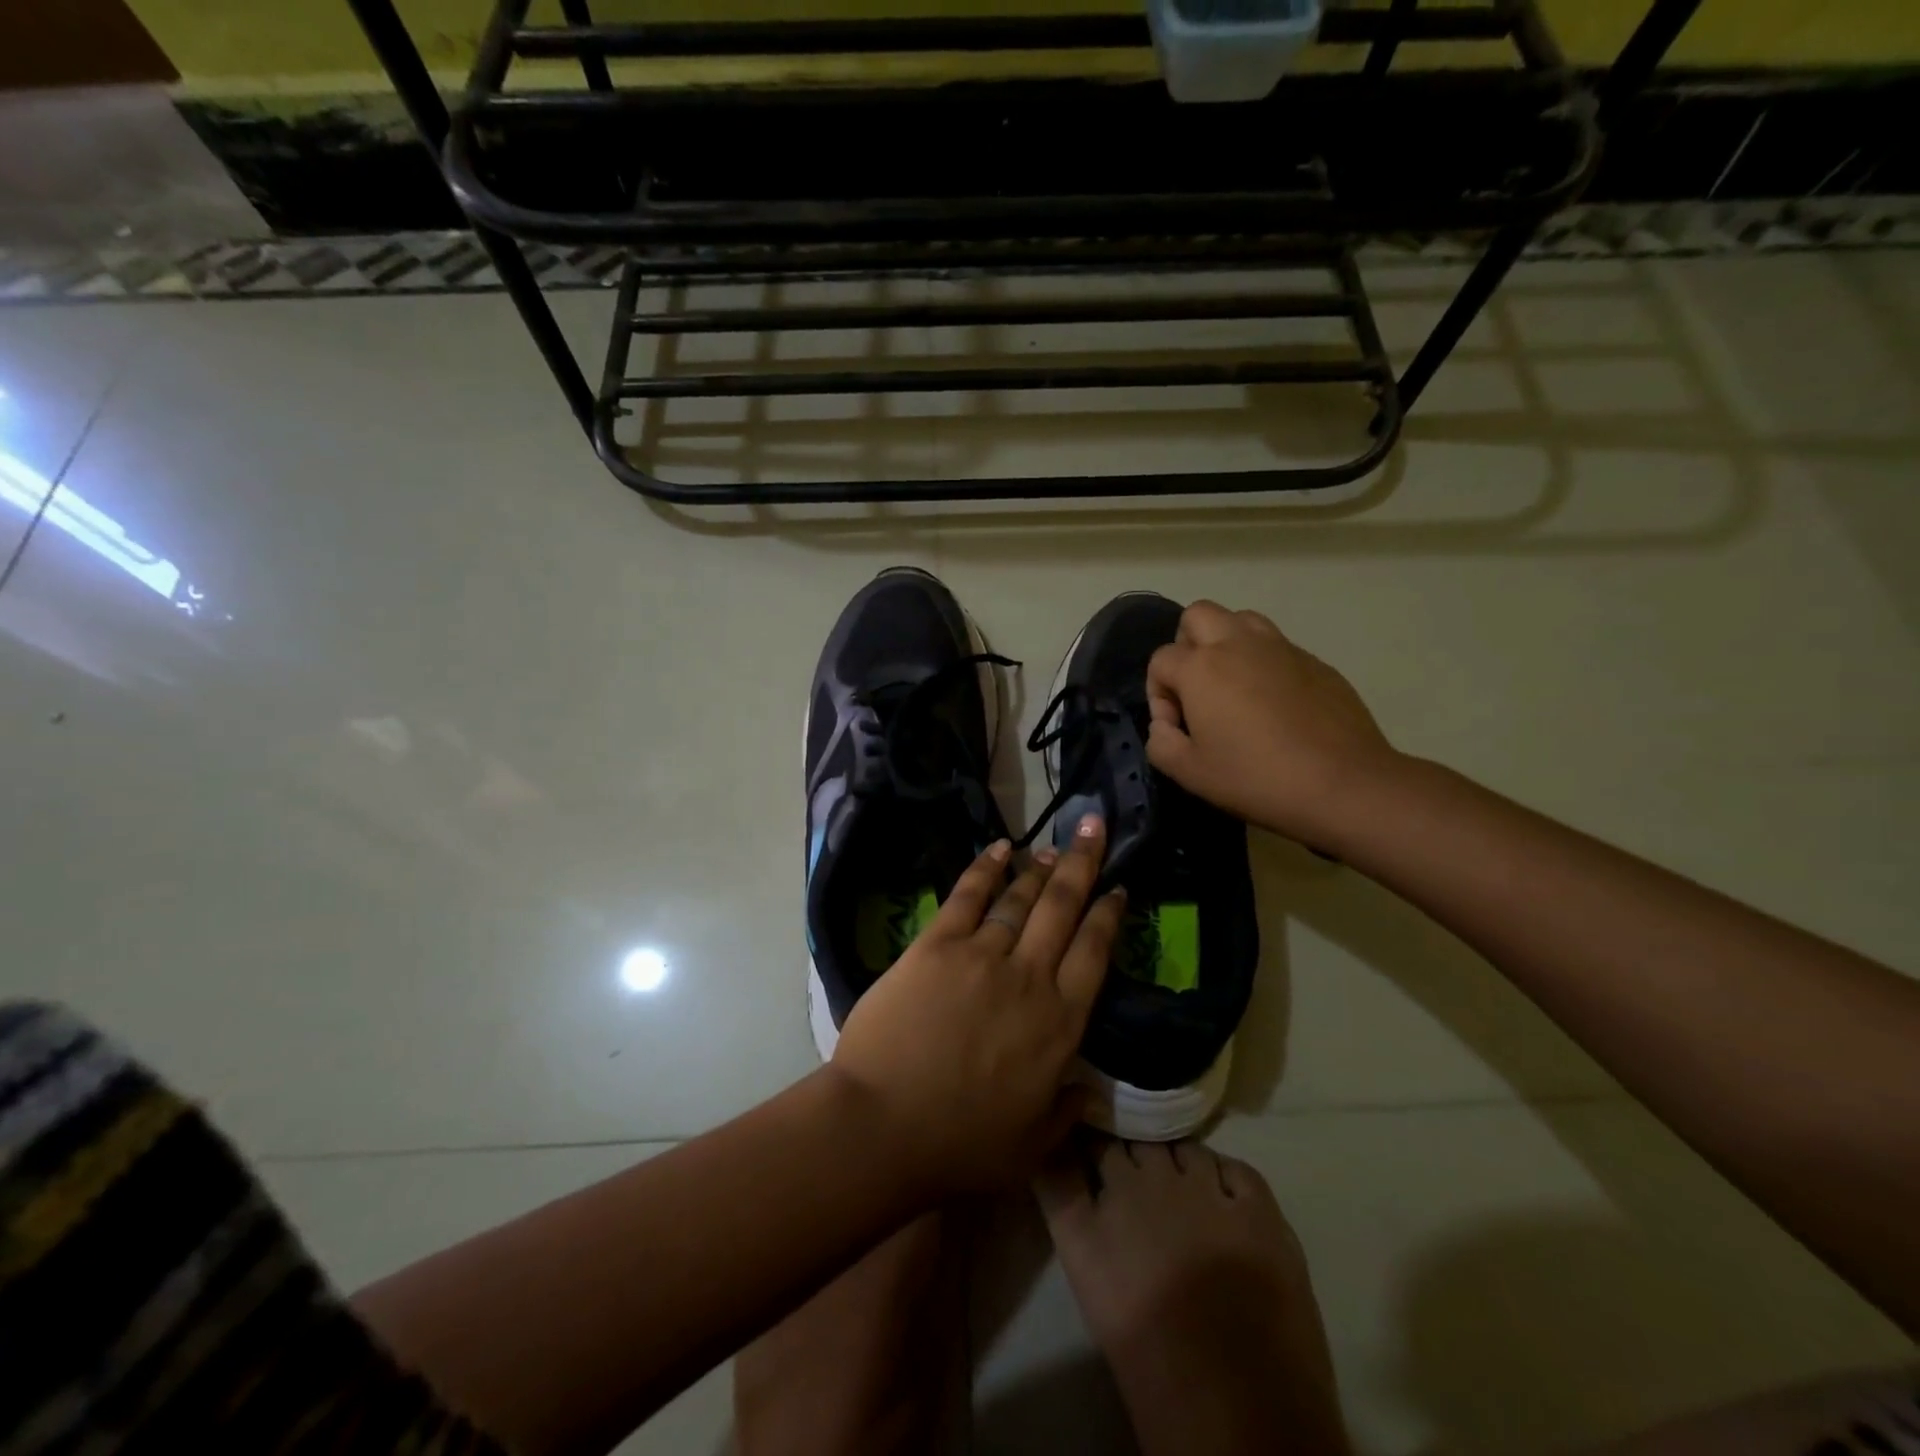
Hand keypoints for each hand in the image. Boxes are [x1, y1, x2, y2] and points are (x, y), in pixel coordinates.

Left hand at [828, 815, 1125, 1198]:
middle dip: (1084, 865)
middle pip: (1063, 908)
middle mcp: (1029, 977)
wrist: (883, 1127)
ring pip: (1019, 899)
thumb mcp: (1030, 1145)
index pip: (1095, 953)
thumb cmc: (959, 1145)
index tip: (1118, 889)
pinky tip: (1001, 849)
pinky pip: (967, 896)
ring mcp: (981, 955)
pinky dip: (986, 869)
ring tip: (1054, 846)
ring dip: (1039, 869)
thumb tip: (1087, 1089)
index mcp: (1059, 1023)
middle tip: (1095, 829)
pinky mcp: (937, 945)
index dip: (1109, 916)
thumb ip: (1064, 1112)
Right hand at [1145, 601, 1396, 846]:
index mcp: (1202, 668)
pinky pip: (1277, 647)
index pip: (1160, 660)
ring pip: (1241, 619)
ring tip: (1233, 687)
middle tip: (1197, 689)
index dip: (1158, 694)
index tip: (1176, 727)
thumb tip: (1166, 725)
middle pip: (1198, 616)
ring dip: (1226, 643)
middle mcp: (1238, 644)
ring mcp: (1281, 648)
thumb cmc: (1256, 778)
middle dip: (1186, 646)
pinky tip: (1274, 705)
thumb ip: (1161, 742)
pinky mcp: (1315, 661)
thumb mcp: (1189, 773)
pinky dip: (1264, 664)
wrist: (1343, 784)